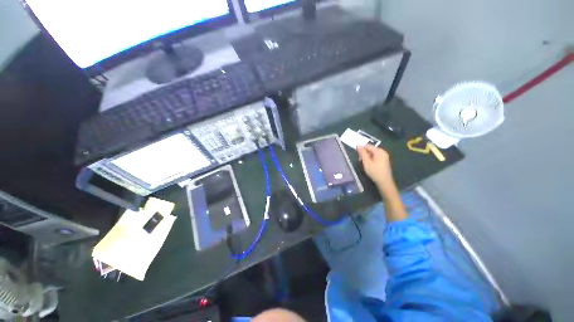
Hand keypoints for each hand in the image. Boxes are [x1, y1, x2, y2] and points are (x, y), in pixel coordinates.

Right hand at [357, 145, 395, 193]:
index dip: (362, 150)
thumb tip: (358, 144)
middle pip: (370, 149)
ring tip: (365, 164)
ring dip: (367, 157)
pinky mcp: (384, 161)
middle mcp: (383, 152)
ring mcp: (384, 156)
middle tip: (361, 161)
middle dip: (364, 154)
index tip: (359, 157)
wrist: (384, 182)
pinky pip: (376, 157)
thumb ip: (362, 153)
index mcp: (379, 151)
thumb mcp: (366, 162)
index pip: (368, 146)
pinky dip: (371, 159)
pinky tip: (370, 165)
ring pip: (372, 153)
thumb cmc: (375, 171)